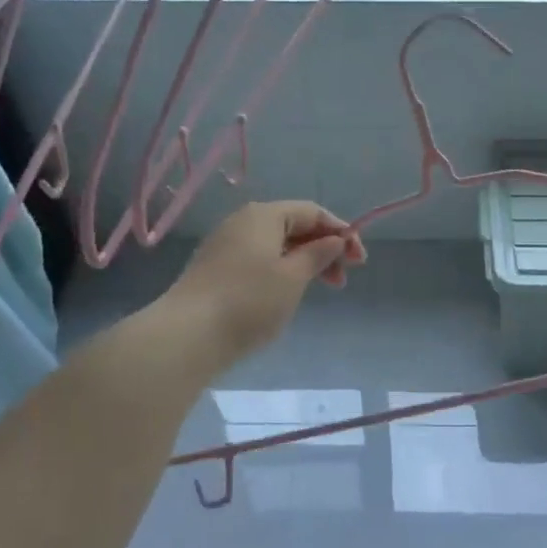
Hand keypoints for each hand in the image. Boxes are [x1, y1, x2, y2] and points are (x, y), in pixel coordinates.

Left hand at [164, 201, 366, 366]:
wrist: (186, 336)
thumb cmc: (249, 301)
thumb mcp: (293, 277)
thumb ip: (318, 255)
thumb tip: (335, 240)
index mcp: (264, 215)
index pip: (312, 212)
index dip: (340, 231)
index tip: (360, 260)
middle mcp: (243, 222)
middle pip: (294, 226)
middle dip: (324, 248)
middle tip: (343, 279)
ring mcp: (226, 245)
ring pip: (276, 245)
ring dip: (304, 262)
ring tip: (321, 289)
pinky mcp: (216, 269)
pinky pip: (259, 259)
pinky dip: (281, 271)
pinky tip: (287, 294)